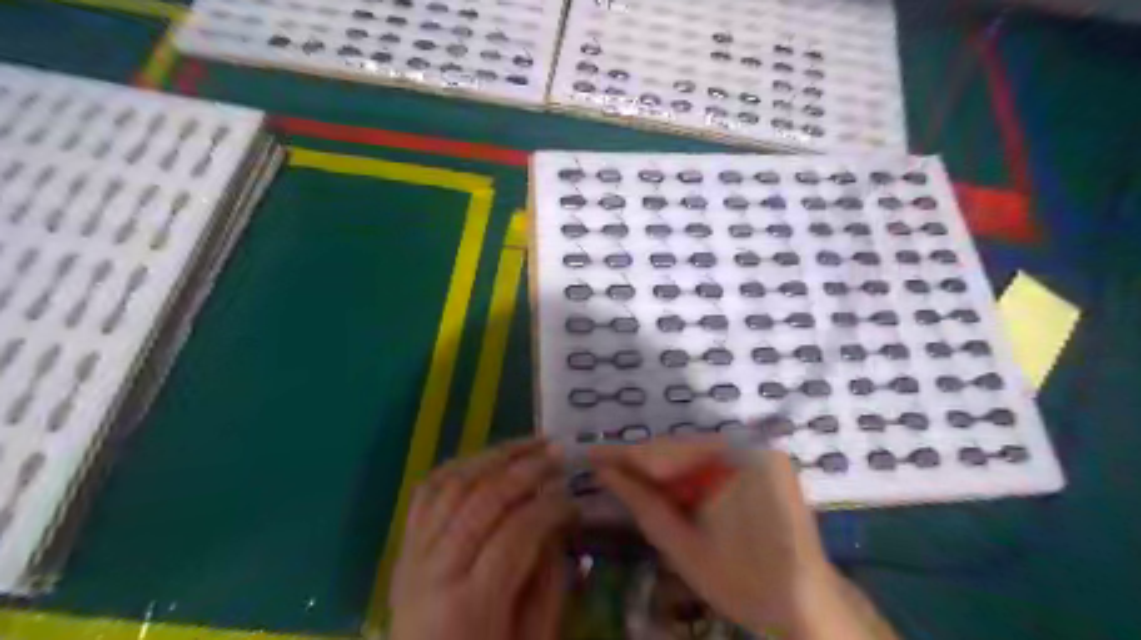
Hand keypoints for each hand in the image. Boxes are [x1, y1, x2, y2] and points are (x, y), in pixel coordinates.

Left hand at [390, 440, 574, 639]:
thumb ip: (549, 582)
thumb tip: (560, 523)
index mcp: (471, 604)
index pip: (517, 532)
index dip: (552, 507)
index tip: (576, 499)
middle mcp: (434, 571)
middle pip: (483, 499)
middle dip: (527, 469)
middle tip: (559, 454)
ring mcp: (412, 555)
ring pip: (452, 484)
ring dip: (495, 456)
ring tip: (530, 443)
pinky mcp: (403, 548)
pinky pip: (426, 492)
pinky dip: (457, 467)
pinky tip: (486, 457)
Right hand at [588, 439, 900, 639]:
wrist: (806, 605)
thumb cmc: (743, 581)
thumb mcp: (682, 546)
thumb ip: (642, 503)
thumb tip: (605, 472)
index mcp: (734, 463)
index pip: (665, 452)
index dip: (625, 454)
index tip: (591, 454)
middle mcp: (750, 445)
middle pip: (681, 449)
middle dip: (644, 463)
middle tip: (607, 471)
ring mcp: (761, 452)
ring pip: (696, 454)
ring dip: (665, 469)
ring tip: (631, 480)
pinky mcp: (765, 463)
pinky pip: (716, 461)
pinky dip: (690, 474)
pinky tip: (669, 488)